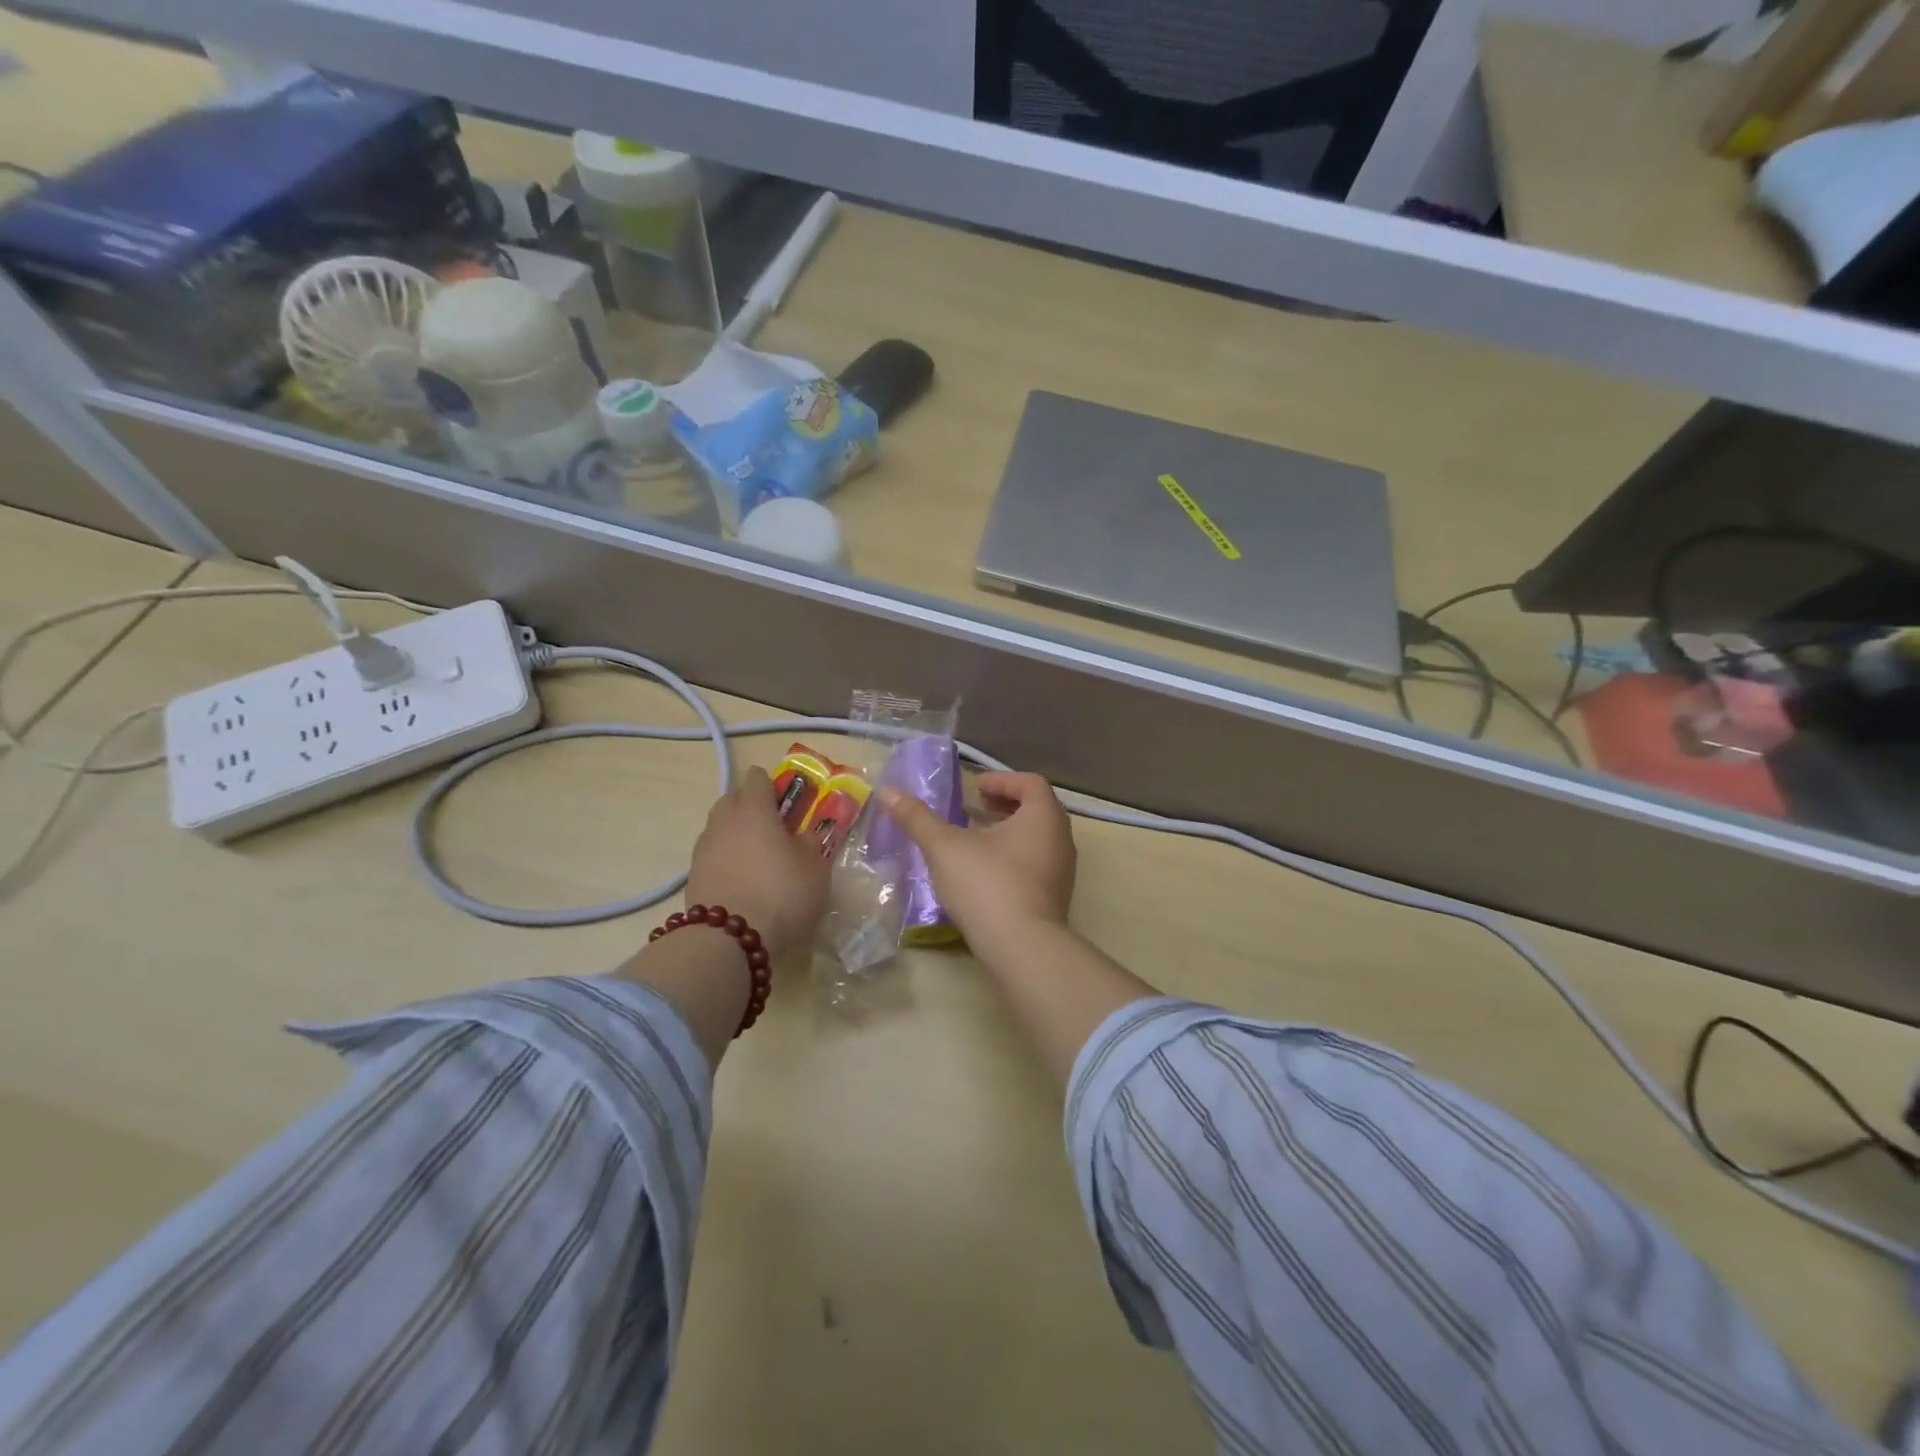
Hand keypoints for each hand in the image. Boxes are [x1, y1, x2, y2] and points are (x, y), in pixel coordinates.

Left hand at [686, 766, 830, 958]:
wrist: (728, 941)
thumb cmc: (781, 894)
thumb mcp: (816, 870)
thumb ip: (811, 845)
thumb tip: (804, 835)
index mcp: (754, 809)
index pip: (757, 777)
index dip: (773, 786)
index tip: (789, 804)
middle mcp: (723, 821)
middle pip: (733, 799)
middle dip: (751, 808)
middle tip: (775, 831)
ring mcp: (703, 849)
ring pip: (721, 829)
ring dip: (738, 836)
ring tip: (759, 861)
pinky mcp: (692, 877)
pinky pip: (714, 856)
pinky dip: (727, 862)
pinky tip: (744, 883)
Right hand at [879, 771, 1076, 957]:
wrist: (1022, 948)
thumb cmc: (987, 884)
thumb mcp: (944, 847)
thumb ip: (917, 817)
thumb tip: (887, 791)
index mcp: (1044, 816)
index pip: (1031, 783)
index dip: (1001, 780)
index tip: (975, 789)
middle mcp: (1061, 838)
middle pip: (1038, 808)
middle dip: (1006, 804)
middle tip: (977, 808)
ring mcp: (1062, 871)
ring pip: (1039, 838)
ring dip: (1011, 831)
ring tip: (978, 839)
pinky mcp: (1056, 898)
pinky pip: (1038, 864)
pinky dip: (1015, 856)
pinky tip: (987, 873)